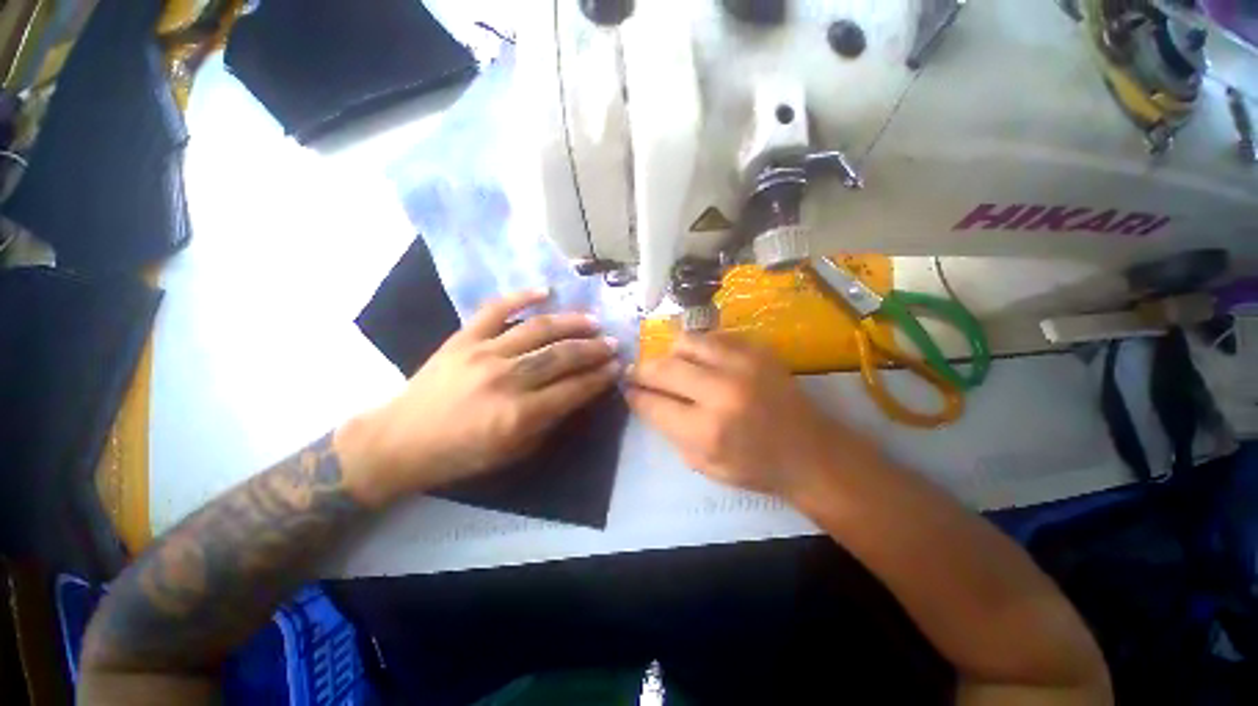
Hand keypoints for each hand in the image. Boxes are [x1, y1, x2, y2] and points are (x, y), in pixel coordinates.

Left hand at [336, 289, 619, 506]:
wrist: (400, 441)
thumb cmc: (461, 454)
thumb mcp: (513, 452)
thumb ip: (549, 421)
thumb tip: (577, 393)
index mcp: (519, 415)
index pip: (573, 389)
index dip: (600, 378)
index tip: (617, 368)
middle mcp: (506, 380)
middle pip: (561, 356)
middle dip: (593, 349)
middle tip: (613, 344)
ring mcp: (483, 353)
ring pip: (538, 330)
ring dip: (571, 323)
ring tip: (593, 320)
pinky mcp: (463, 338)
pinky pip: (495, 309)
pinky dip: (521, 297)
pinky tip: (546, 291)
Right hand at [626, 333, 857, 495]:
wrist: (810, 451)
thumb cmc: (755, 466)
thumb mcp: (702, 464)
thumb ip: (668, 429)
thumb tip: (644, 398)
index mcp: (707, 430)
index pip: (652, 402)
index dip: (634, 394)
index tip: (627, 388)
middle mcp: (722, 390)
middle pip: (663, 367)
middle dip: (642, 370)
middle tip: (638, 374)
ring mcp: (742, 364)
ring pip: (685, 342)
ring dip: (671, 354)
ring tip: (674, 366)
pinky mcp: (757, 349)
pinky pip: (712, 336)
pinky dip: (700, 347)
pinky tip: (703, 361)